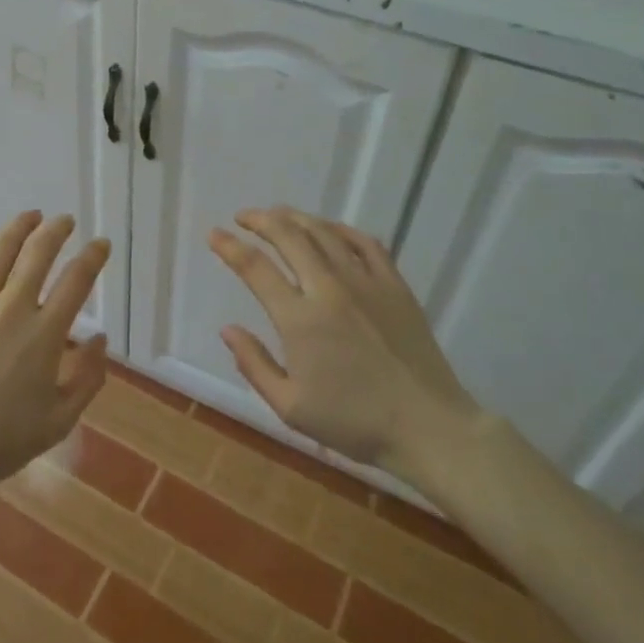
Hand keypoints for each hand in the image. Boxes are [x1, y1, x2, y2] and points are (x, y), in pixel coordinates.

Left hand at [0, 211, 110, 488]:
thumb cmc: (1, 441)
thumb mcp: (60, 420)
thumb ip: (88, 378)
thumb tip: (99, 338)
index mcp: (44, 335)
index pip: (77, 280)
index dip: (93, 256)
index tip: (100, 244)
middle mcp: (11, 308)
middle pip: (39, 253)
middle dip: (58, 231)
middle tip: (65, 221)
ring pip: (0, 250)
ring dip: (19, 227)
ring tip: (31, 217)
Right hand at [208, 207, 481, 485]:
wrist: (428, 427)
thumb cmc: (354, 423)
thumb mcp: (291, 407)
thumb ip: (254, 364)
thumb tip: (227, 329)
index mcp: (300, 320)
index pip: (255, 268)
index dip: (230, 247)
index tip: (214, 235)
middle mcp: (329, 289)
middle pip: (289, 236)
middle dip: (260, 220)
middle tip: (243, 217)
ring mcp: (365, 282)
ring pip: (324, 233)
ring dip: (295, 218)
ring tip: (277, 215)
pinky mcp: (394, 285)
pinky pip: (364, 243)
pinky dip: (340, 229)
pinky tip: (328, 229)